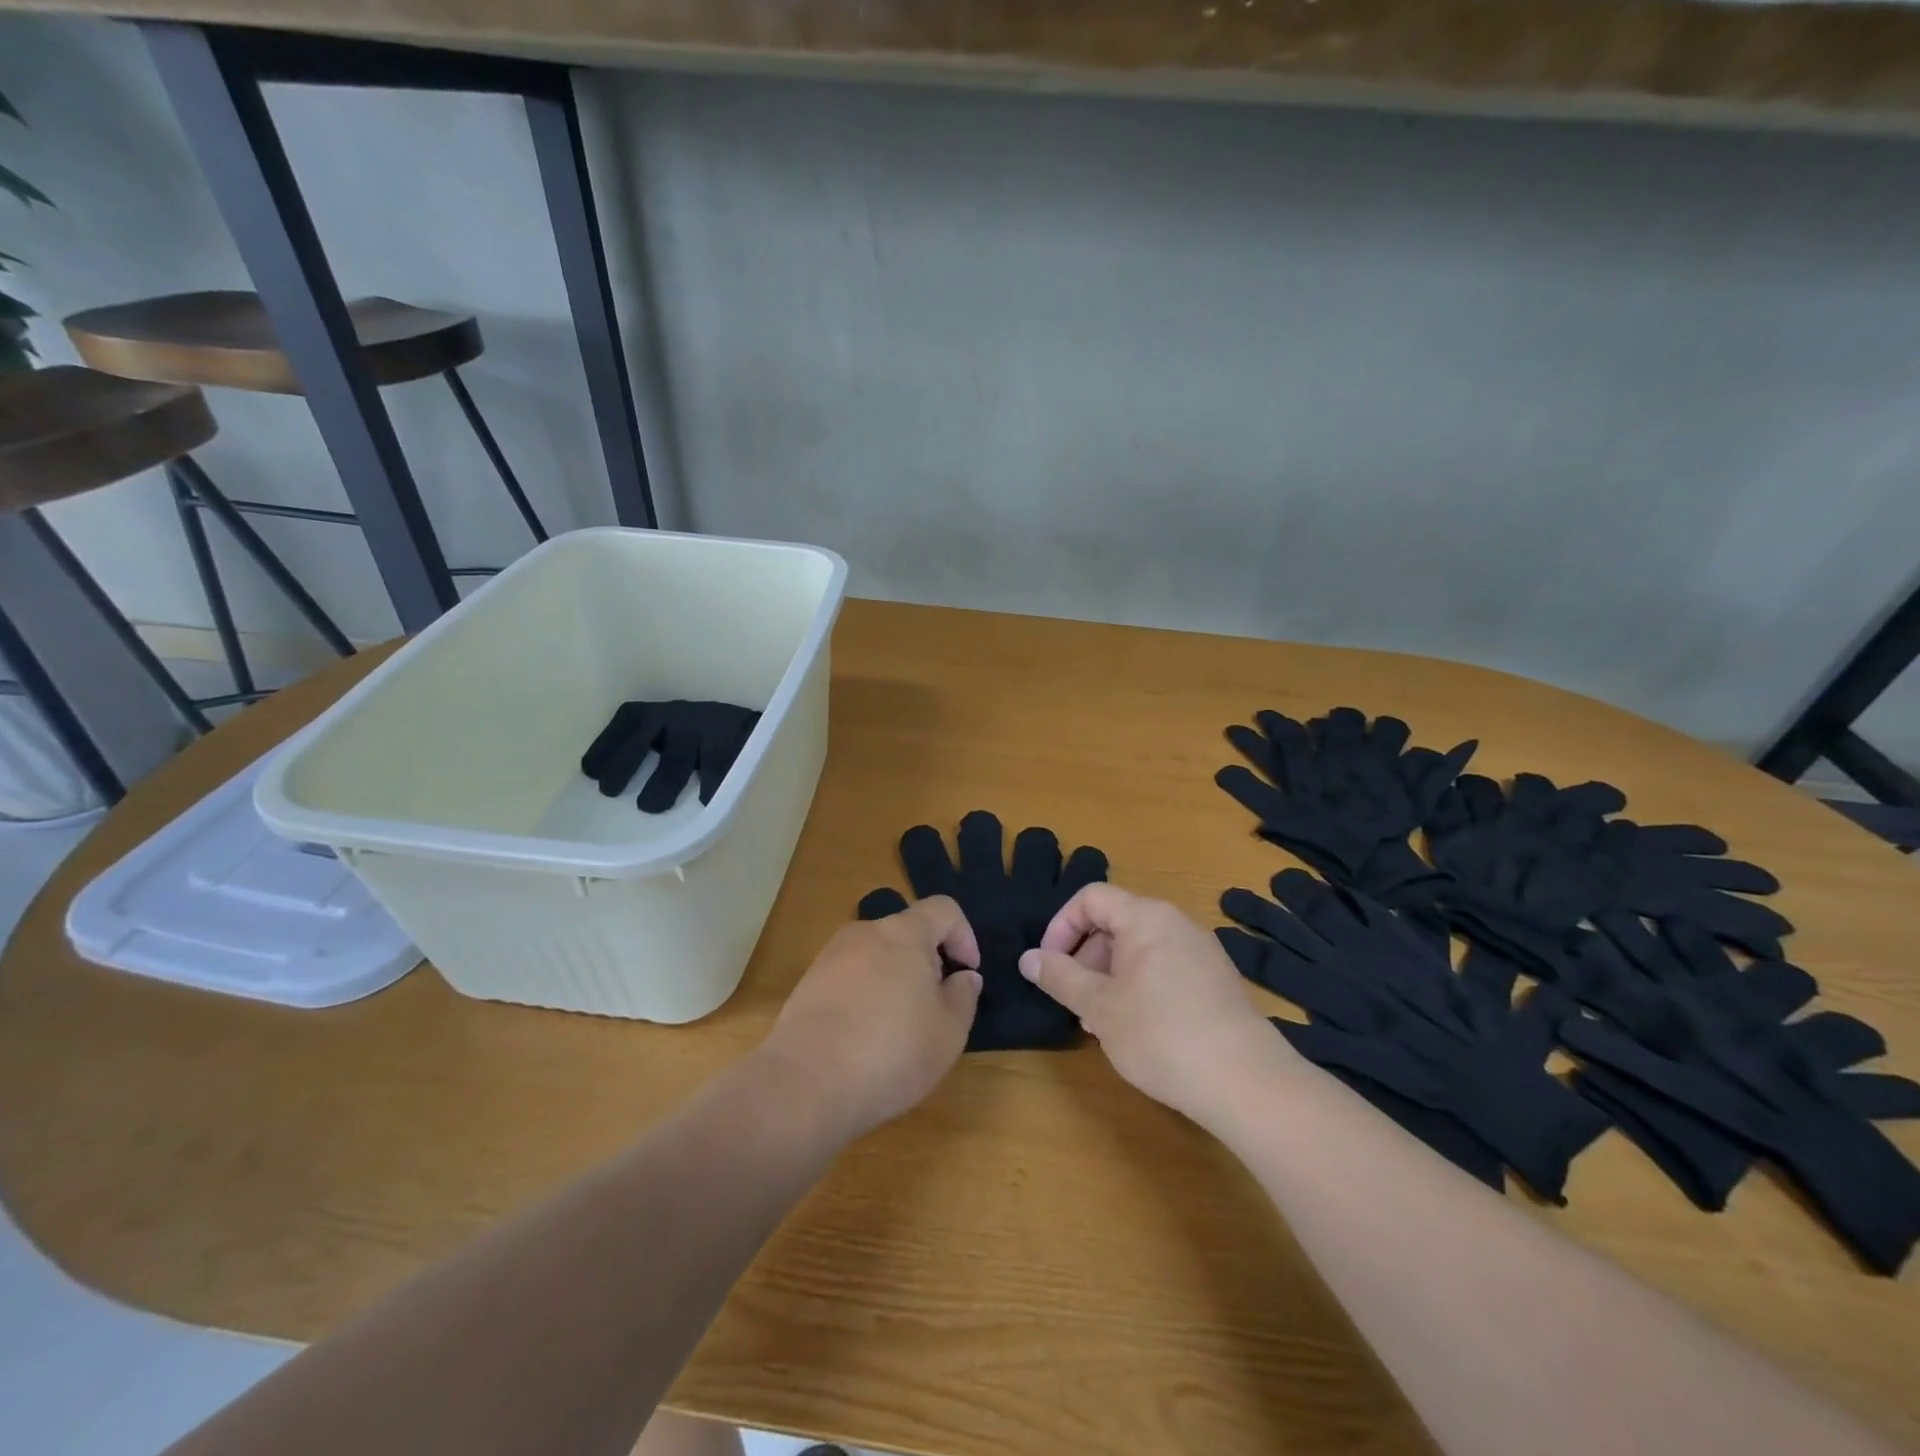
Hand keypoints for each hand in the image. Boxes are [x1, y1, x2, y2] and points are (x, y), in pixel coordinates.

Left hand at [759, 896, 983, 1139]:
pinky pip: (851, 975)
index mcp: (904, 933)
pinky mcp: (809, 982)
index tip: (967, 974)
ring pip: (877, 954)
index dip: (964, 936)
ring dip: (896, 977)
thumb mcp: (949, 1032)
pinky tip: (865, 1035)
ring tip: (900, 1025)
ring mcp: (831, 955)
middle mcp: (866, 932)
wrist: (806, 1083)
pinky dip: (867, 993)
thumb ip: (964, 995)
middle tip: (936, 1005)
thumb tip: (963, 976)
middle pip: (908, 930)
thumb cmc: (891, 1052)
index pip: (943, 909)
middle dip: (929, 960)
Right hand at [1019, 884, 1286, 1122]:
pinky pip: (1163, 966)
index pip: (1090, 898)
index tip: (1049, 966)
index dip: (1060, 927)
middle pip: (1114, 921)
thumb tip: (1028, 958)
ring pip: (1138, 948)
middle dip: (1084, 956)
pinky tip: (1136, 1029)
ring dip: (1108, 976)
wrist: (1246, 1082)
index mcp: (1146, 917)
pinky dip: (1137, 986)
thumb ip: (1059, 976)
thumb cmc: (1161, 1035)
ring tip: (1101, 1022)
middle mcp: (1175, 922)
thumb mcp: (1098, 1007)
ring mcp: (1200, 950)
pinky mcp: (1214, 980)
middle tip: (1074, 1000)